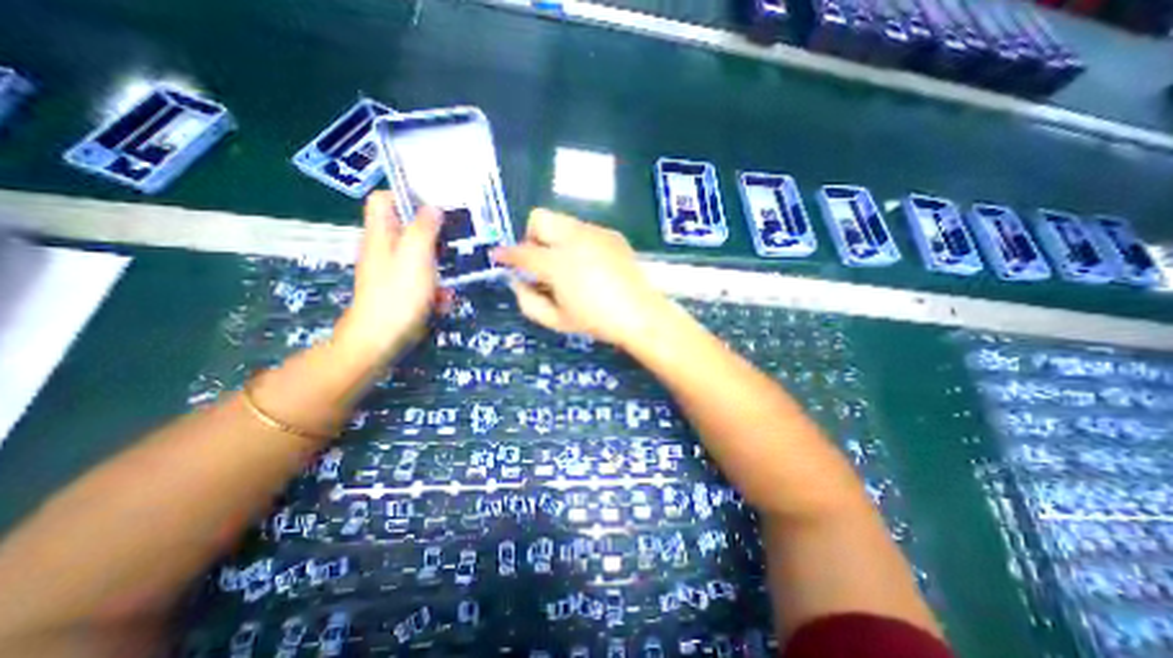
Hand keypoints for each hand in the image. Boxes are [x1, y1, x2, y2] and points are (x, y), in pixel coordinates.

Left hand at [334, 191, 443, 363]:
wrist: (381, 339)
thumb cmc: (398, 295)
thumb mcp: (415, 257)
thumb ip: (423, 229)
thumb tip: (433, 207)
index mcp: (381, 235)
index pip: (384, 200)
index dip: (406, 196)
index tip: (436, 204)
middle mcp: (385, 249)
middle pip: (407, 229)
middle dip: (433, 233)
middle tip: (458, 237)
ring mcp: (394, 272)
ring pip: (420, 256)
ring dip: (440, 264)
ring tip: (457, 272)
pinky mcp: (403, 291)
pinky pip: (423, 280)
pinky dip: (435, 287)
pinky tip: (445, 299)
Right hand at [491, 209, 672, 352]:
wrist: (640, 314)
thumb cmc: (595, 321)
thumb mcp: (555, 320)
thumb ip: (527, 300)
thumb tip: (517, 281)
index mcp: (557, 263)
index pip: (522, 253)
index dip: (506, 255)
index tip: (498, 256)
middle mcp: (574, 239)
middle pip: (540, 218)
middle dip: (532, 236)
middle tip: (540, 261)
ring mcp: (595, 233)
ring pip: (563, 221)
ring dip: (556, 240)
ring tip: (568, 265)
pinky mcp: (611, 234)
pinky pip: (585, 230)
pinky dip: (578, 243)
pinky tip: (591, 265)